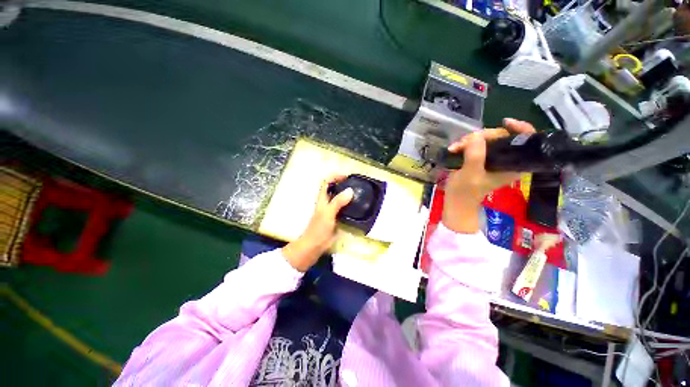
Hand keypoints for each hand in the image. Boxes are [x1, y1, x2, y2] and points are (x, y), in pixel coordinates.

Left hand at [282, 175, 353, 271]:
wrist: (315, 245)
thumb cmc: (318, 229)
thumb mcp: (328, 213)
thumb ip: (338, 202)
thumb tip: (350, 190)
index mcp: (322, 198)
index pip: (327, 182)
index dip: (335, 176)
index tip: (347, 176)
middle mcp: (327, 202)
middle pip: (334, 188)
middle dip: (343, 184)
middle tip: (356, 184)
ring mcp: (331, 210)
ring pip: (339, 198)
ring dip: (347, 194)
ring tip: (359, 193)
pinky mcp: (336, 218)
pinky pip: (344, 208)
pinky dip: (350, 205)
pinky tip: (357, 207)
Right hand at [442, 118, 535, 233]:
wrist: (456, 201)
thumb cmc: (465, 191)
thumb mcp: (470, 174)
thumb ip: (475, 156)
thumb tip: (476, 136)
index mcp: (513, 165)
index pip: (527, 141)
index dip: (520, 128)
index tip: (505, 122)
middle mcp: (506, 159)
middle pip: (502, 136)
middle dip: (482, 136)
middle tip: (464, 143)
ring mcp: (493, 158)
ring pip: (487, 139)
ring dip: (469, 140)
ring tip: (455, 148)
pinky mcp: (481, 158)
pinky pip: (476, 144)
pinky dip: (465, 144)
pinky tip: (454, 149)